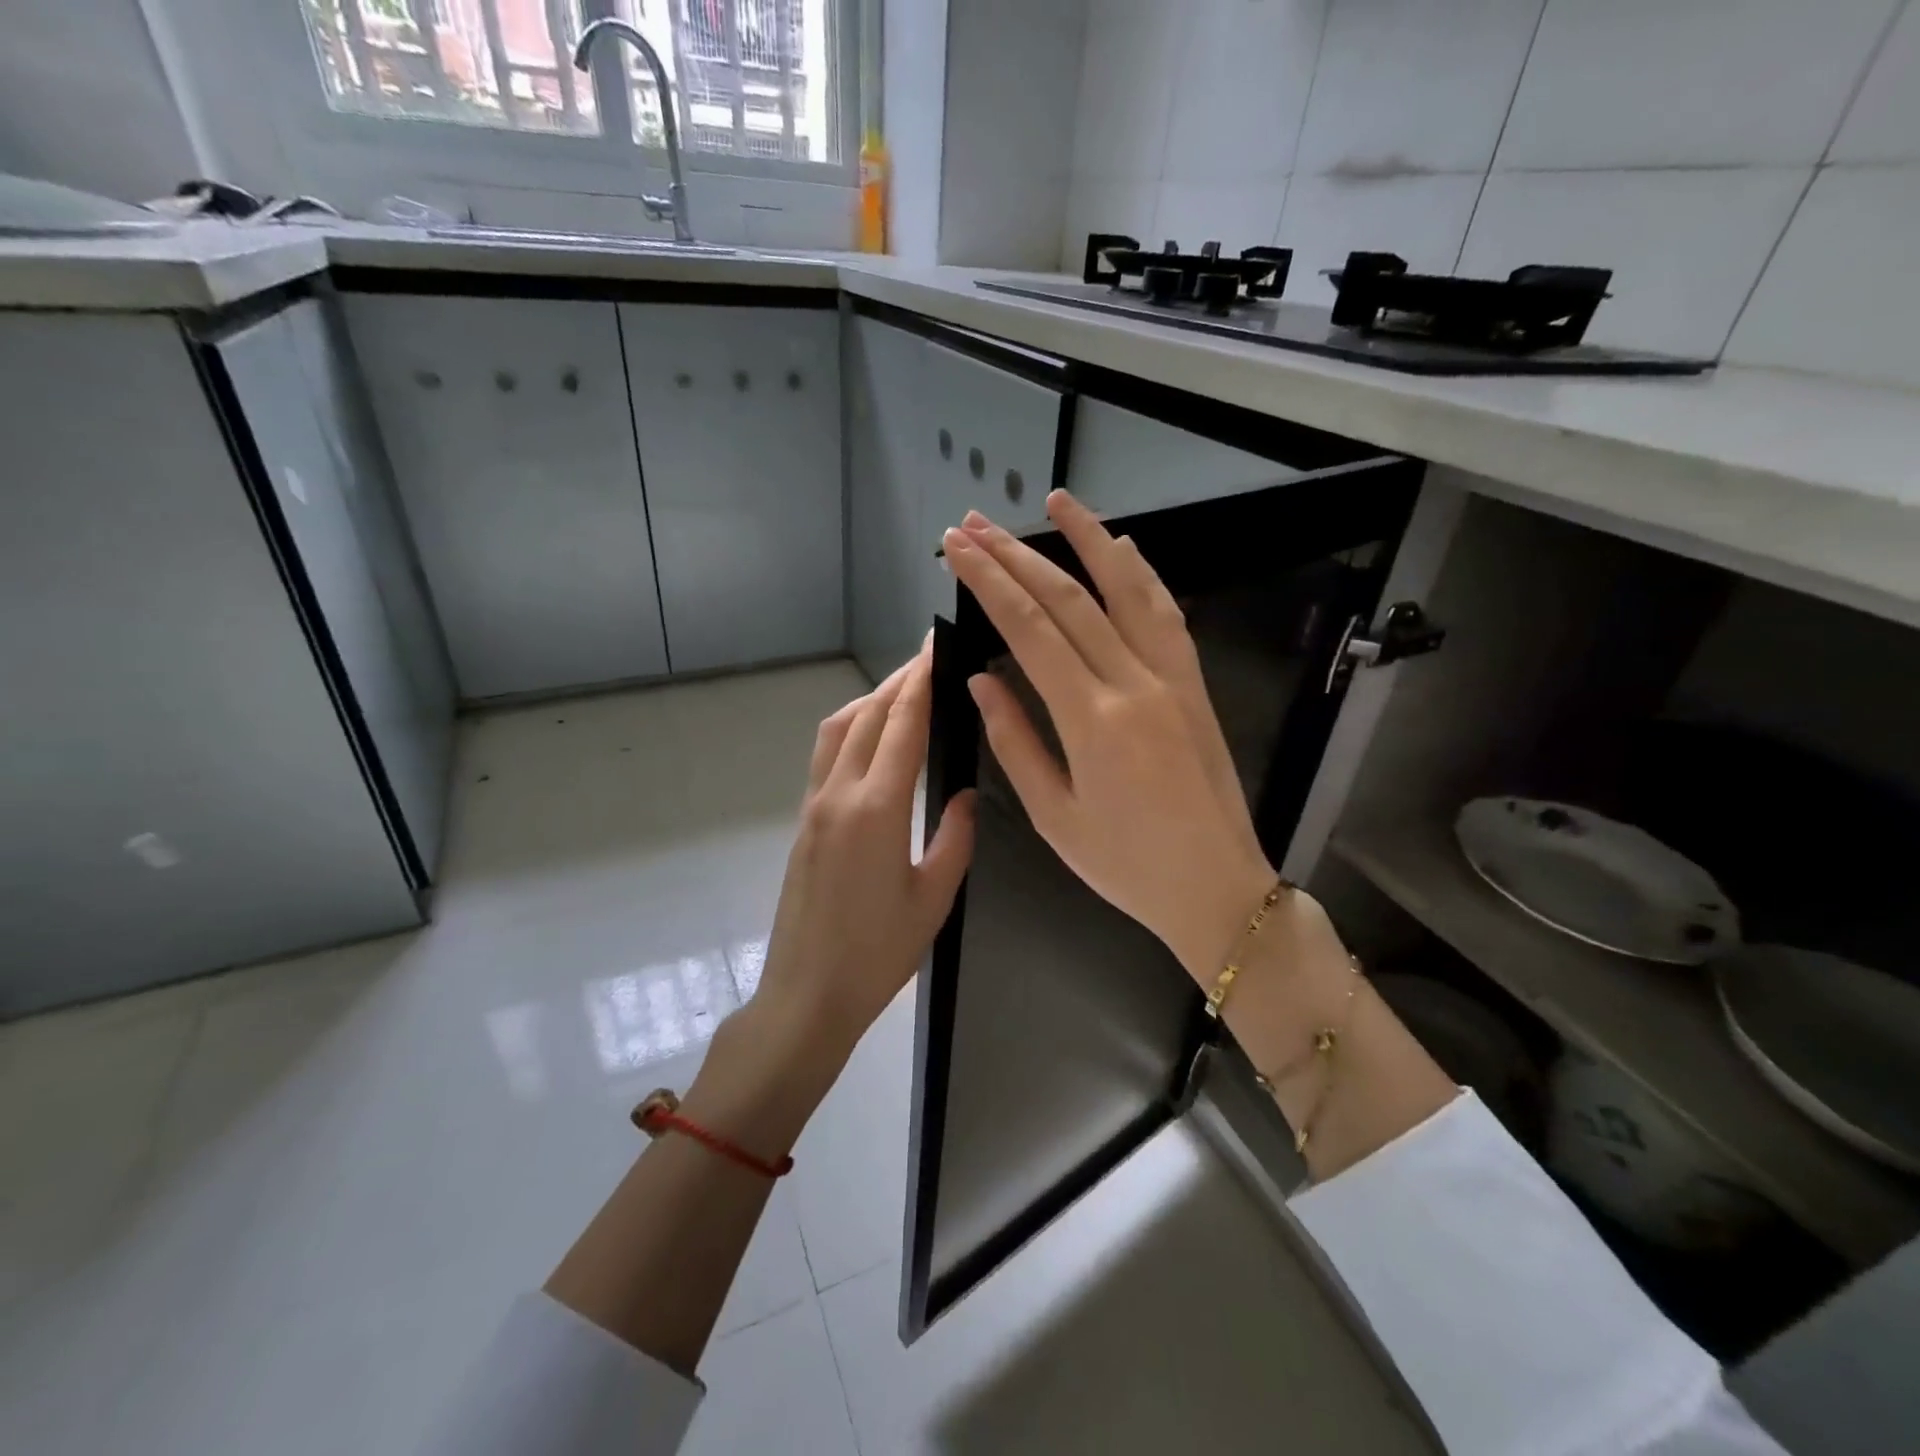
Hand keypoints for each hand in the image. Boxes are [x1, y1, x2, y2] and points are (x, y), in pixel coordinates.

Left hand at [749, 640, 976, 1066]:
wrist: (806, 994)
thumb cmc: (878, 954)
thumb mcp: (933, 898)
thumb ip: (955, 837)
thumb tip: (967, 793)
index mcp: (876, 809)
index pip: (901, 725)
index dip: (920, 680)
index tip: (936, 645)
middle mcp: (839, 794)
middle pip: (868, 716)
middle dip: (899, 681)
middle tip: (929, 657)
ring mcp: (814, 806)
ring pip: (839, 730)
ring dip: (870, 700)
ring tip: (903, 688)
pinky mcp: (804, 821)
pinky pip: (827, 756)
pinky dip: (853, 728)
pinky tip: (873, 736)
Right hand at [942, 492, 1276, 980]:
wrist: (1217, 887)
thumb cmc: (1126, 865)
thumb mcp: (1054, 816)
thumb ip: (1014, 741)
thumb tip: (980, 680)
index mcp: (1092, 720)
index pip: (1030, 630)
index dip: (989, 583)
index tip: (957, 549)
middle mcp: (1134, 683)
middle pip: (1069, 600)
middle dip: (1017, 555)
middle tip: (976, 524)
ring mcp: (1172, 678)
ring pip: (1127, 590)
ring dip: (1089, 539)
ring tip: (1056, 500)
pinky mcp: (1195, 685)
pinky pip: (1167, 616)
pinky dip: (1143, 576)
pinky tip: (1124, 548)